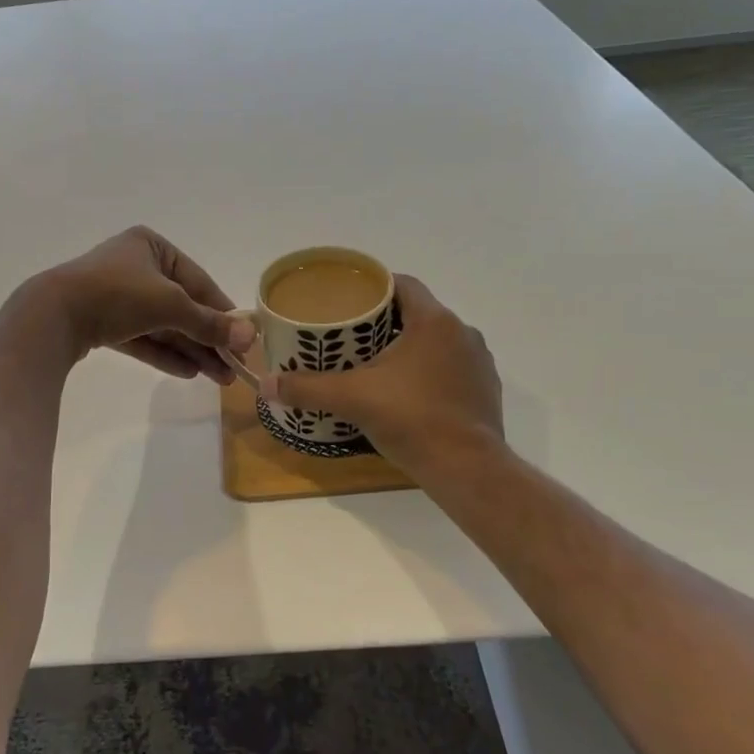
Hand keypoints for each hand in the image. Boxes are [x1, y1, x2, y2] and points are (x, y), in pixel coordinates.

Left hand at [38, 226, 255, 382]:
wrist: (52, 316)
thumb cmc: (117, 294)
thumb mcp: (170, 305)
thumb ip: (209, 322)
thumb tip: (251, 336)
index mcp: (152, 246)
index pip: (198, 281)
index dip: (222, 312)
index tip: (244, 340)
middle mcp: (135, 266)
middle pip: (181, 306)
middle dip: (207, 339)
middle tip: (232, 369)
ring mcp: (116, 295)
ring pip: (162, 325)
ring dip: (191, 350)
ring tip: (217, 378)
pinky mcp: (101, 322)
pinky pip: (141, 337)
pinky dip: (164, 353)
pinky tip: (188, 372)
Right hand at [261, 274, 503, 476]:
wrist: (467, 469)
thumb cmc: (412, 419)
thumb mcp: (352, 399)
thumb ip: (308, 388)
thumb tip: (267, 384)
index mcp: (434, 321)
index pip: (404, 284)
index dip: (376, 287)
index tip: (351, 300)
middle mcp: (462, 333)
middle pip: (418, 313)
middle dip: (387, 321)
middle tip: (354, 336)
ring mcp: (479, 363)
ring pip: (437, 342)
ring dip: (411, 347)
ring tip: (378, 364)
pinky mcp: (486, 390)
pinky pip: (452, 368)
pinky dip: (430, 373)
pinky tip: (409, 393)